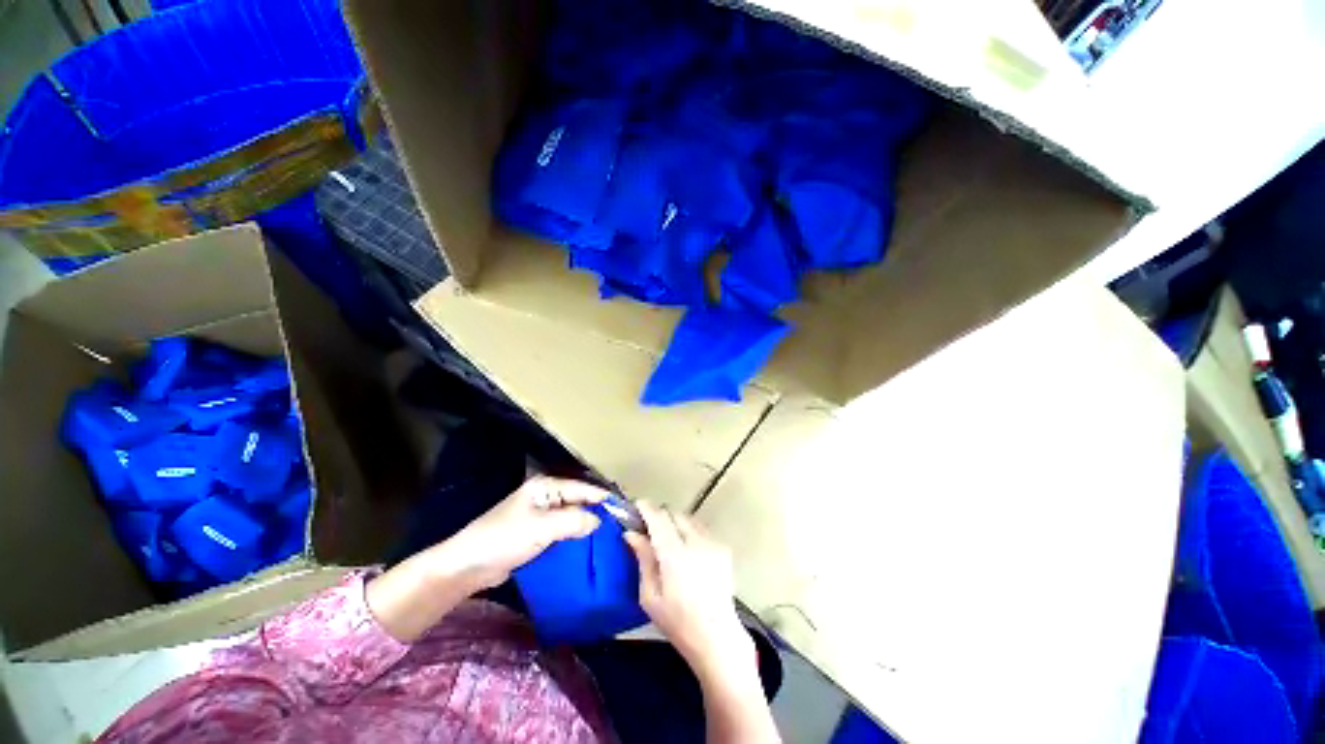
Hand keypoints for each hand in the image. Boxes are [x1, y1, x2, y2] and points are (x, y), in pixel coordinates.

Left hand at [441, 476, 608, 589]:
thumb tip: (599, 520)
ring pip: (571, 517)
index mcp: (546, 487)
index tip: (623, 507)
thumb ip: (574, 521)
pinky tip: (588, 547)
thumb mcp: (542, 528)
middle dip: (597, 511)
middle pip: (578, 501)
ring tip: (610, 536)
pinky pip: (562, 532)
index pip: (581, 488)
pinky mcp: (536, 534)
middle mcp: (545, 497)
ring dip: (586, 526)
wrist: (468, 566)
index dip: (602, 497)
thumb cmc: (504, 538)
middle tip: (620, 524)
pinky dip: (574, 537)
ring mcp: (540, 516)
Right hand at [624, 502, 754, 684]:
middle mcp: (696, 542)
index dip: (645, 508)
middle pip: (674, 513)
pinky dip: (690, 532)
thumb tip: (631, 533)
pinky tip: (687, 552)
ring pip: (688, 518)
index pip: (658, 518)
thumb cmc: (677, 622)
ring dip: (675, 523)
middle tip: (650, 530)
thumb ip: (643, 559)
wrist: (717, 637)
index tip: (636, 506)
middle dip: (660, 516)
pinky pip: (701, 529)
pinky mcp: (723, 548)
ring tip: (669, 542)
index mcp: (675, 555)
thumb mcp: (650, 596)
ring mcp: (712, 543)